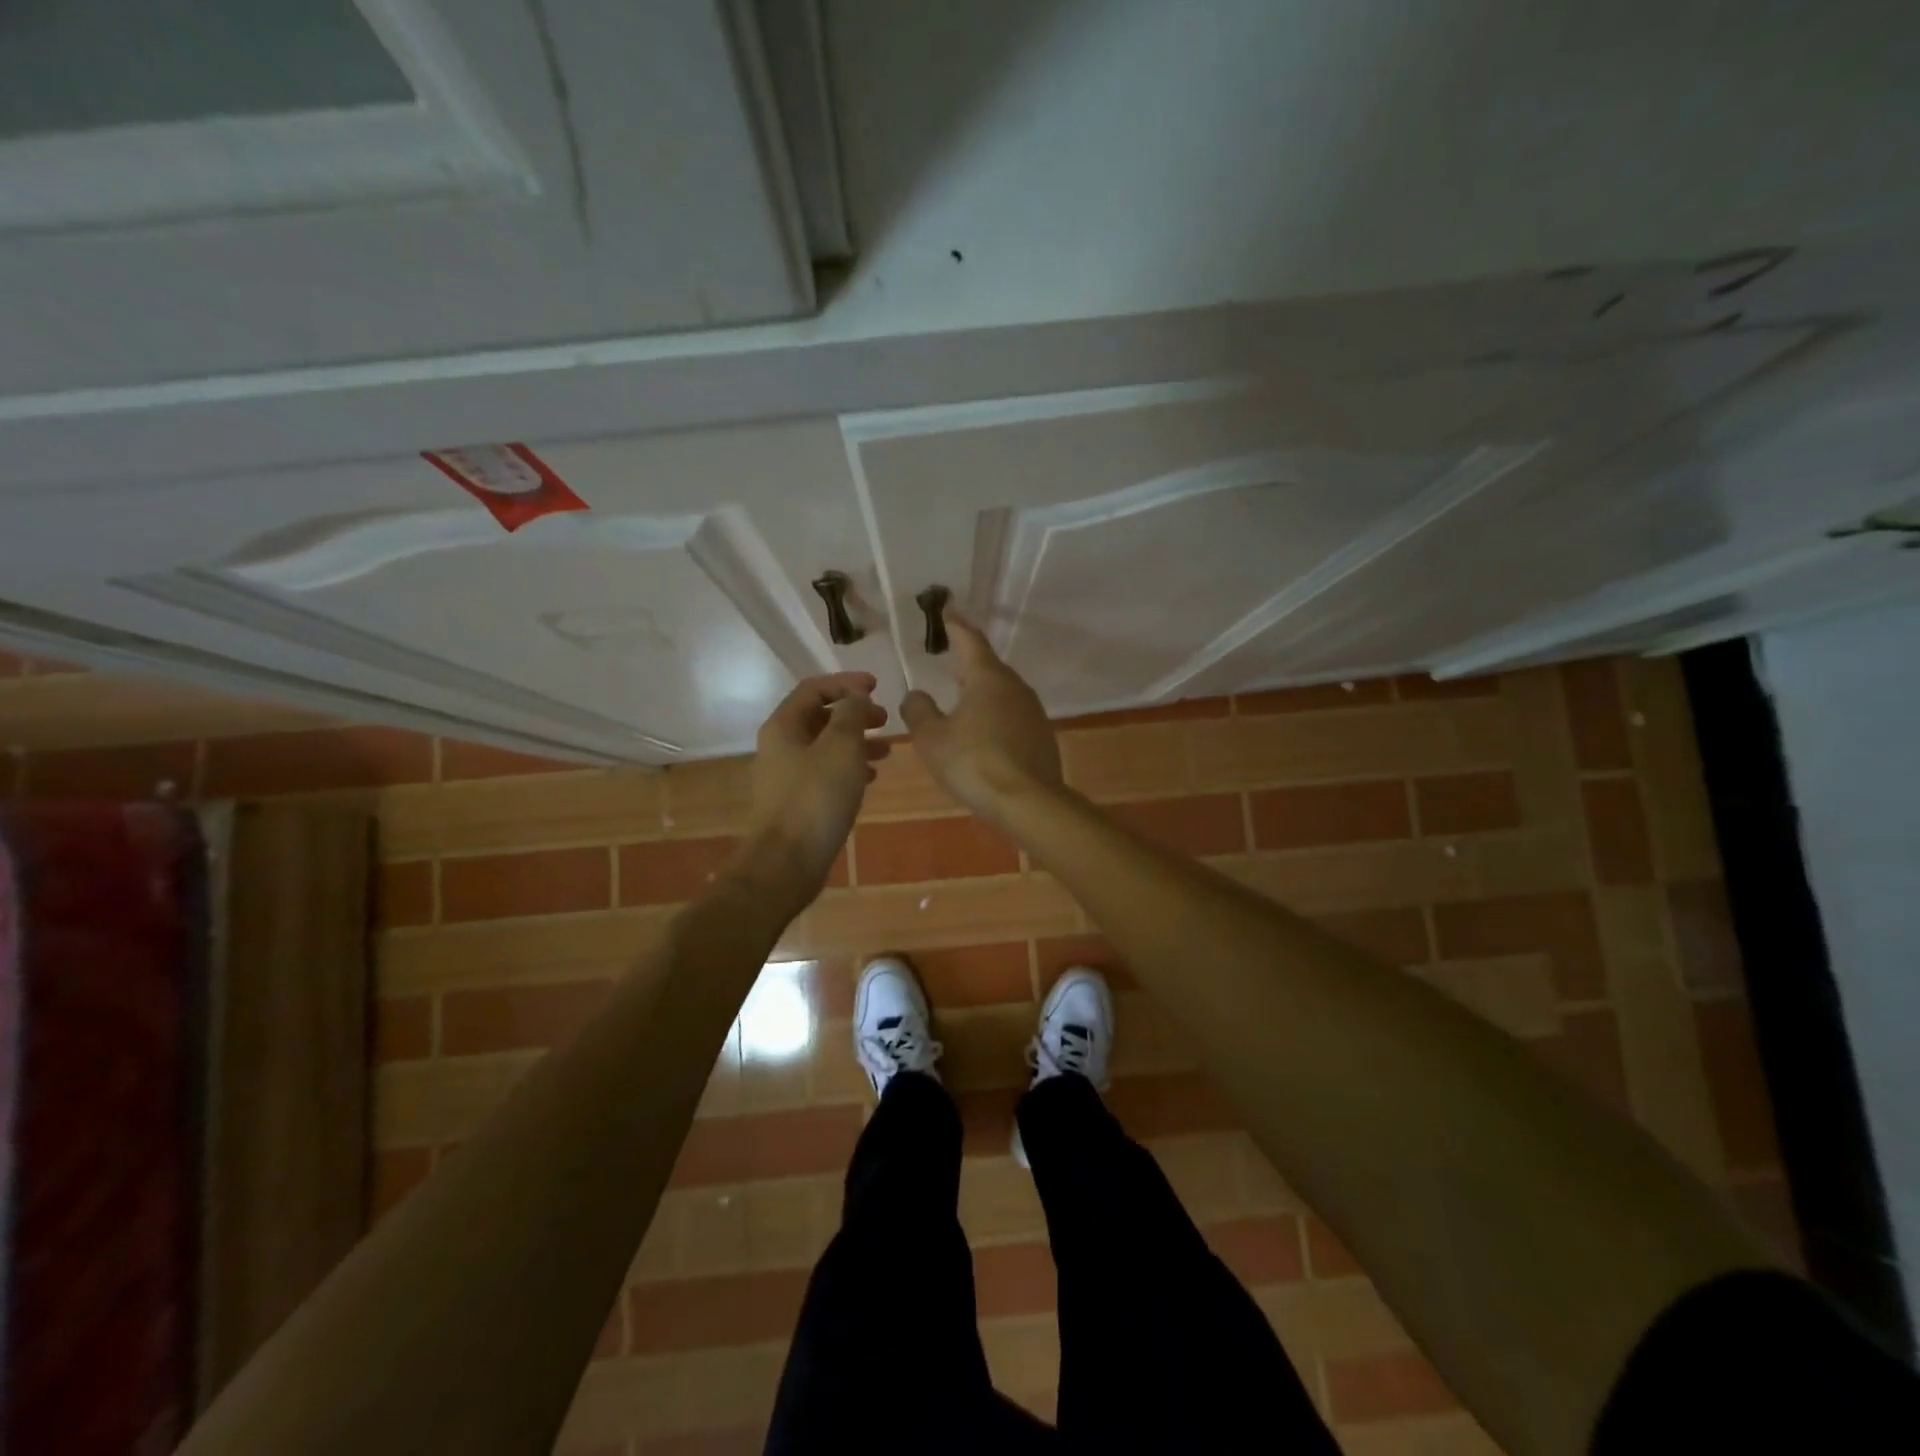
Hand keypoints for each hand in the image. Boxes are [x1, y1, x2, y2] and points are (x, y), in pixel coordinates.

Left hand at [743, 672, 888, 898]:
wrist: (787, 863)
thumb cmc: (816, 798)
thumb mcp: (841, 747)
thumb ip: (851, 715)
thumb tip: (856, 698)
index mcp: (783, 726)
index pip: (814, 688)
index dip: (846, 683)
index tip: (877, 687)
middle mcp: (780, 746)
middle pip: (820, 717)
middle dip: (854, 714)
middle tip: (885, 720)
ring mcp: (786, 776)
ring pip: (825, 747)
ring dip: (856, 742)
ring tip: (888, 749)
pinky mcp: (796, 802)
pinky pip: (825, 773)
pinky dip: (849, 767)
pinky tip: (871, 777)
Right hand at [900, 613, 1062, 824]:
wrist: (1029, 801)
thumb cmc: (974, 762)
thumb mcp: (932, 738)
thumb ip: (919, 711)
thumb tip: (916, 695)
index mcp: (987, 678)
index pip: (970, 640)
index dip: (956, 625)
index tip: (948, 610)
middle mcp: (1015, 687)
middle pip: (988, 667)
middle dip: (968, 662)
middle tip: (949, 658)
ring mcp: (1033, 712)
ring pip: (1001, 693)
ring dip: (981, 693)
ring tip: (961, 699)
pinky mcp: (1041, 736)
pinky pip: (1011, 717)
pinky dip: (994, 718)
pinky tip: (982, 735)